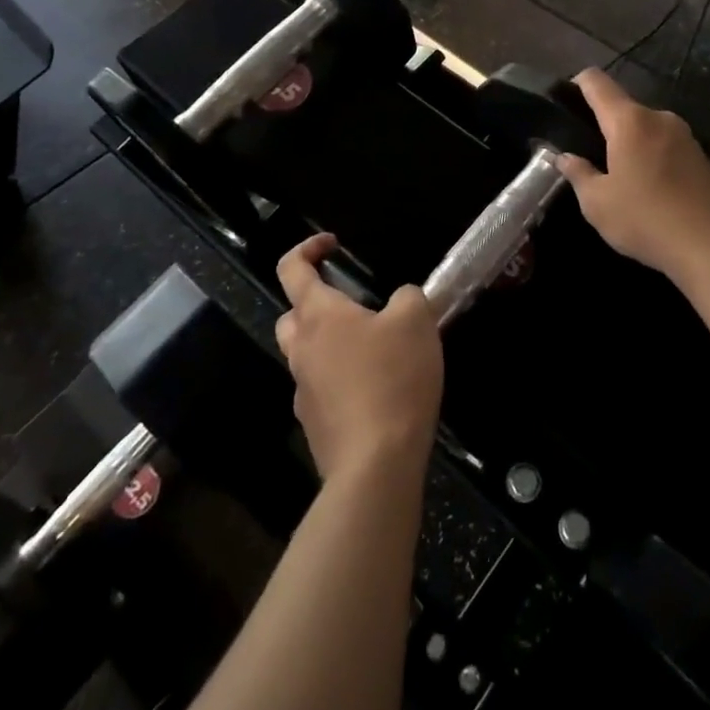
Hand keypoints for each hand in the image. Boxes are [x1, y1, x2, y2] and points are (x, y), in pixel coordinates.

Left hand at [275, 234, 441, 483]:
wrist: (375, 465)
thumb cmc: (393, 379)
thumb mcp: (417, 321)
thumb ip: (407, 297)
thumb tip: (399, 299)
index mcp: (319, 315)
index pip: (292, 268)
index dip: (308, 248)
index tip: (333, 245)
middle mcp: (301, 349)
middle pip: (292, 315)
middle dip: (315, 303)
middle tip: (353, 307)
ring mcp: (303, 390)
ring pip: (306, 354)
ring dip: (330, 345)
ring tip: (374, 352)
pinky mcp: (314, 425)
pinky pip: (322, 389)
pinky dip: (340, 381)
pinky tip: (375, 393)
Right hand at [556, 69, 709, 282]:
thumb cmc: (647, 221)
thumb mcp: (597, 203)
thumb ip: (578, 173)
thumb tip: (566, 157)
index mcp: (629, 121)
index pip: (597, 82)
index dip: (576, 84)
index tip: (564, 103)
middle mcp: (659, 118)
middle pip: (622, 107)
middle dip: (603, 126)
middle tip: (587, 157)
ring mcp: (685, 135)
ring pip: (644, 128)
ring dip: (628, 144)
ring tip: (617, 178)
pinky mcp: (701, 155)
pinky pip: (664, 145)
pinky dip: (650, 157)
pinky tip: (648, 190)